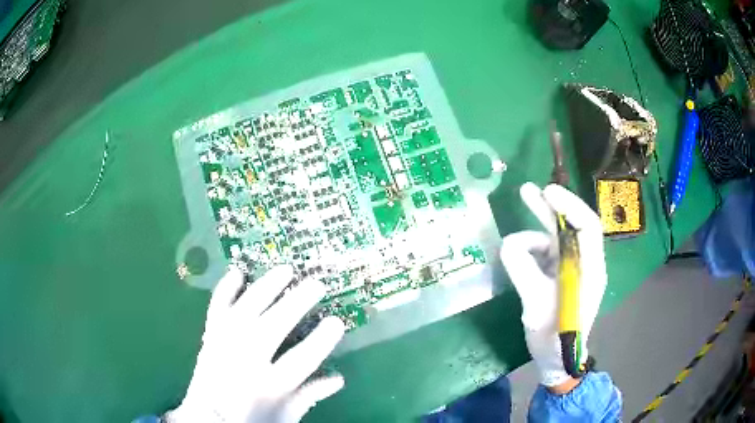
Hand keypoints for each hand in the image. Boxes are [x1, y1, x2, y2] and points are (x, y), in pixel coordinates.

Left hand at [167, 265, 345, 422]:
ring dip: (266, 288)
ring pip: (245, 310)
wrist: (206, 419)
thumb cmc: (250, 420)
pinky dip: (225, 289)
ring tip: (286, 270)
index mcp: (267, 387)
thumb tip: (338, 378)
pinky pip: (216, 309)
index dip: (321, 340)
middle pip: (271, 327)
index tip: (337, 322)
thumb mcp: (285, 417)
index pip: (300, 360)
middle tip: (316, 284)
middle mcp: (243, 362)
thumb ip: (309, 396)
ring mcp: (222, 346)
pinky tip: (237, 272)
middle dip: (295, 303)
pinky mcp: (208, 337)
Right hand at [500, 182, 606, 387]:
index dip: (570, 206)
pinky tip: (517, 261)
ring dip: (535, 235)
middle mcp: (586, 263)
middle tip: (527, 190)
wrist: (556, 360)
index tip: (547, 192)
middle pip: (572, 227)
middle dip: (551, 208)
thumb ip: (523, 270)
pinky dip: (531, 253)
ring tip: (512, 245)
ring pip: (557, 240)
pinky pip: (546, 255)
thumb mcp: (535, 305)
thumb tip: (508, 242)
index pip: (588, 227)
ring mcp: (573, 269)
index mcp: (590, 269)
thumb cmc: (553, 337)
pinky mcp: (561, 276)